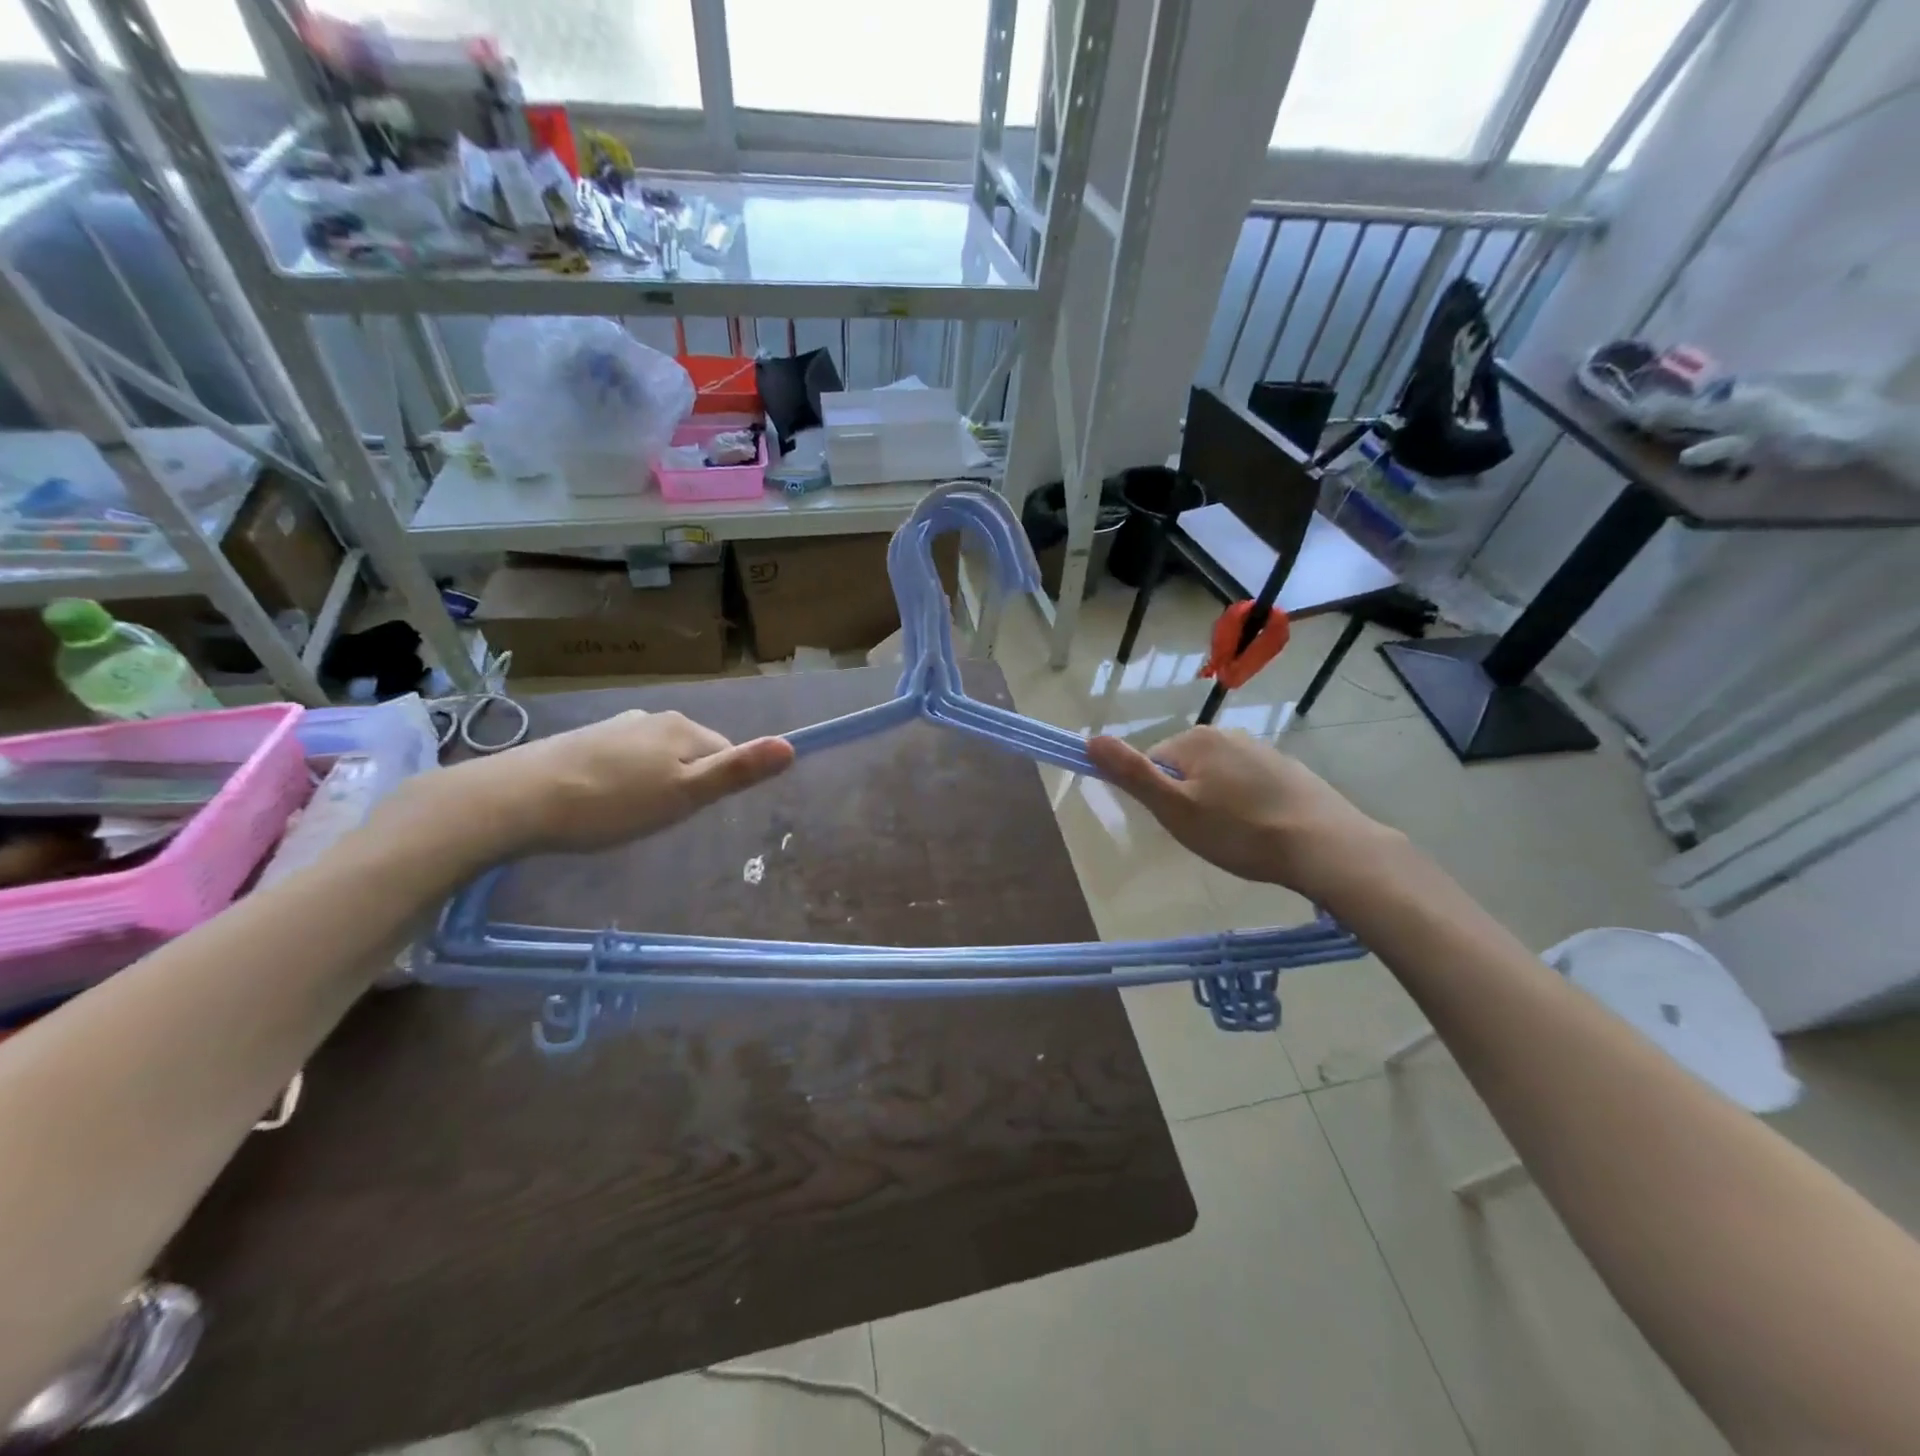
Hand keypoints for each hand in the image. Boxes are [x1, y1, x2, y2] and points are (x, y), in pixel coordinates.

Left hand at [387, 710, 794, 862]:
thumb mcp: (685, 794)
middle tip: (660, 819)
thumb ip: (738, 771)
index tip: (689, 814)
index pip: (725, 752)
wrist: (517, 799)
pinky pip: (624, 761)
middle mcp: (652, 718)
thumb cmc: (612, 802)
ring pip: (656, 758)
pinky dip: (623, 782)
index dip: (716, 786)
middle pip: (691, 753)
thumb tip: (792, 746)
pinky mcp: (583, 741)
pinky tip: (601, 804)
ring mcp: (615, 726)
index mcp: (681, 727)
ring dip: (654, 784)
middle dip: (685, 784)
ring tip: (629, 817)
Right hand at [1087, 727, 1398, 903]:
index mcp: (1195, 739)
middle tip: (1207, 835)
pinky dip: (1246, 807)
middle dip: (1187, 801)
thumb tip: (1090, 739)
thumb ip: (1131, 774)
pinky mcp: (1287, 770)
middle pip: (1184, 769)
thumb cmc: (1239, 831)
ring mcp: (1261, 750)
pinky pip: (1248, 786)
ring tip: (1236, 838)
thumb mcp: (1174, 808)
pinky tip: (1261, 832)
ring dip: (1217, 805)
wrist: (1325, 846)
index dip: (1158, 798)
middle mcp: (1227, 734)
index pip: (1151, 763)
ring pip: (1217, 779)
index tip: (1180, 824)